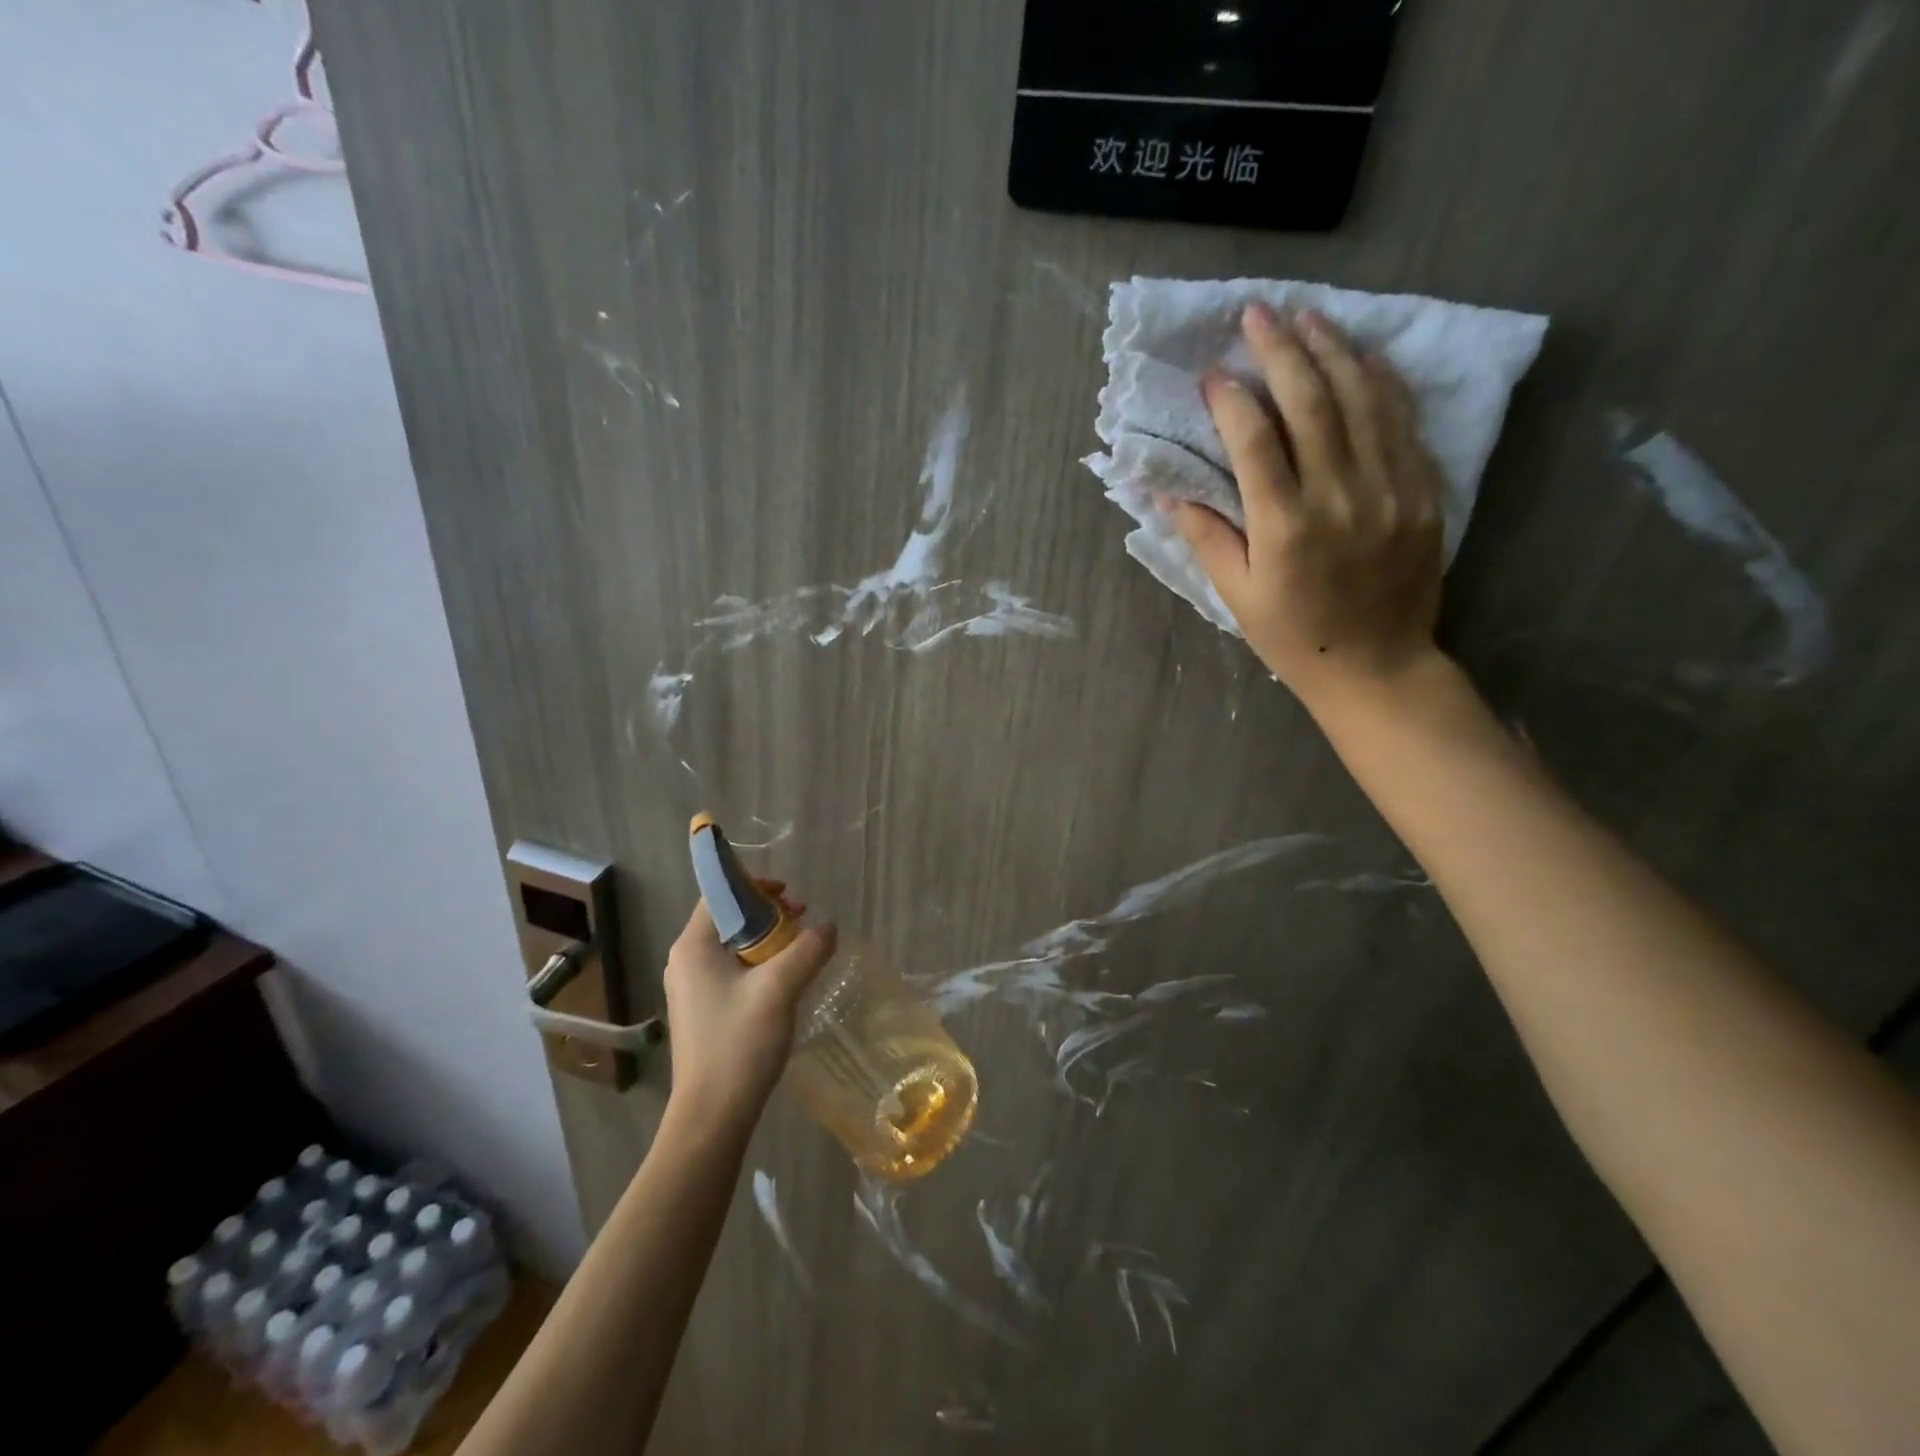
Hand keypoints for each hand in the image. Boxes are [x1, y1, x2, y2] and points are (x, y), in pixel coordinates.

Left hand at [663, 884, 836, 1128]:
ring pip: (733, 946)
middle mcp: (685, 961)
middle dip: (768, 913)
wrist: (712, 1116)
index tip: (789, 896)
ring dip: (767, 940)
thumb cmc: (739, 1044)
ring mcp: (691, 988)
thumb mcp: (780, 988)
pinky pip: (731, 970)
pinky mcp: (701, 1010)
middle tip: (801, 923)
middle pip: (728, 917)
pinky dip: (758, 965)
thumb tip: (828, 927)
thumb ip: (808, 949)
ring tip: (798, 952)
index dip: (755, 886)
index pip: (720, 894)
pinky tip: (783, 982)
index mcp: (693, 947)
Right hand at [1165, 303, 1447, 711]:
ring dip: (1332, 350)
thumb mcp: (1237, 598)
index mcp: (1285, 527)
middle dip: (1280, 352)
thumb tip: (1168, 492)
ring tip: (1307, 317)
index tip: (1212, 375)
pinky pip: (1401, 423)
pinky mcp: (1422, 492)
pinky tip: (1363, 355)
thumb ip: (1206, 539)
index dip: (1231, 401)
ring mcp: (1389, 490)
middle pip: (1310, 404)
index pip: (1255, 442)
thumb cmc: (1294, 638)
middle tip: (1256, 314)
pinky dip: (1381, 382)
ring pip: (1361, 400)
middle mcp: (1339, 496)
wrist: (1377, 667)